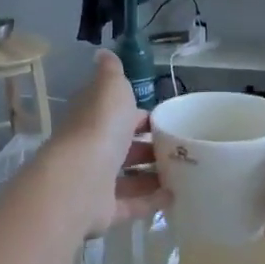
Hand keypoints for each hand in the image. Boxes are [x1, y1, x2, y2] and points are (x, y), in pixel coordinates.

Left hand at [47, 51, 170, 235]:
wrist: (80, 179)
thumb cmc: (100, 126)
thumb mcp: (110, 88)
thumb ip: (111, 72)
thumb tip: (103, 52)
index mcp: (92, 118)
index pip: (116, 114)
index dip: (139, 115)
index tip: (166, 118)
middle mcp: (91, 149)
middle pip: (123, 147)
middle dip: (148, 147)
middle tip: (181, 148)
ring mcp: (95, 182)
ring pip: (128, 177)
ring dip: (152, 175)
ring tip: (185, 173)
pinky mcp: (103, 211)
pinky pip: (131, 205)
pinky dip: (152, 201)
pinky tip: (175, 197)